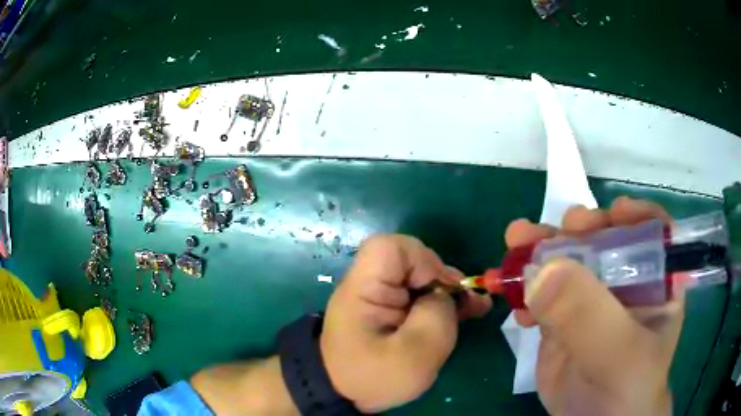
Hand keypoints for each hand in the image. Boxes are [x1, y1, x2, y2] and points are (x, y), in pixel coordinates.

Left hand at [320, 235, 491, 412]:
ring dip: (448, 292)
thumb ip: (436, 317)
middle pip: (410, 260)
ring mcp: (380, 296)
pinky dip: (442, 302)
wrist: (345, 394)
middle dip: (442, 279)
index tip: (440, 289)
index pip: (390, 248)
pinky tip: (465, 311)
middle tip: (466, 303)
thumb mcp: (413, 356)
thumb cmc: (373, 378)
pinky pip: (419, 295)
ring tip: (475, 308)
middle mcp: (370, 284)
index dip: (422, 260)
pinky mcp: (390, 310)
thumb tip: (444, 296)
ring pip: (420, 278)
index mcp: (364, 289)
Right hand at [507, 197, 682, 415]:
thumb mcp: (618, 354)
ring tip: (517, 242)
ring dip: (543, 251)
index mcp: (657, 283)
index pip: (654, 233)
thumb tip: (543, 270)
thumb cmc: (625, 390)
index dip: (636, 217)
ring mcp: (592, 301)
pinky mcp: (563, 320)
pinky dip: (525, 287)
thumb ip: (589, 314)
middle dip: (580, 230)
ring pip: (569, 262)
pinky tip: (512, 295)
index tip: (612, 213)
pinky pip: (543, 293)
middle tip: (556, 228)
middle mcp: (626, 283)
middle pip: (605, 240)